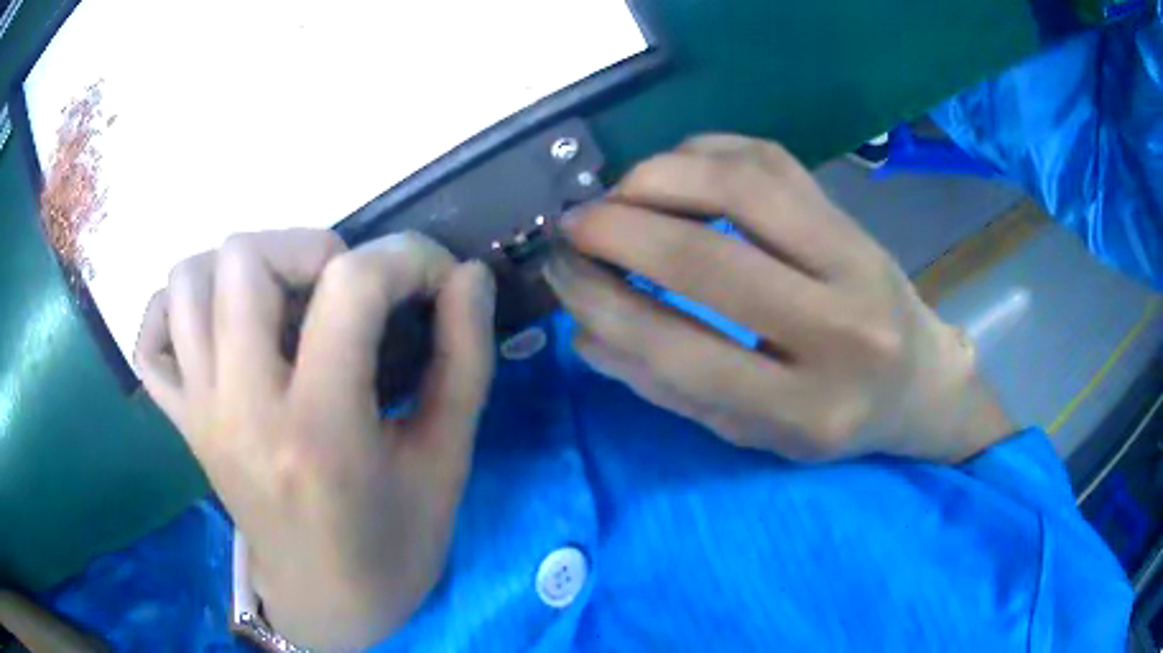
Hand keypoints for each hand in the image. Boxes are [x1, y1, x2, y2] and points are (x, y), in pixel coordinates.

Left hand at [135, 230, 495, 649]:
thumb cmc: (394, 545)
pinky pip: (151, 338)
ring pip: (186, 281)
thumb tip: (469, 277)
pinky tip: (220, 329)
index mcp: (319, 431)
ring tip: (285, 304)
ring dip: (241, 270)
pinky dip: (177, 312)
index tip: (436, 278)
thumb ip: (464, 361)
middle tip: (347, 290)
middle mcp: (241, 410)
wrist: (328, 603)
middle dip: (312, 247)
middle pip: (244, 259)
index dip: (408, 258)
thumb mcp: (446, 463)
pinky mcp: (181, 422)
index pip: (350, 287)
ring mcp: (199, 413)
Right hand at [545, 135, 1011, 462]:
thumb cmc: (831, 418)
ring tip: (617, 193)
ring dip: (658, 177)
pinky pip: (768, 159)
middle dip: (618, 230)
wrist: (917, 381)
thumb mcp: (753, 431)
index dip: (604, 304)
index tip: (559, 274)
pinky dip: (703, 153)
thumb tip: (587, 329)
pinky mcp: (852, 215)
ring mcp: (855, 259)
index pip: (682, 352)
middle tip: (571, 224)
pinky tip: (672, 172)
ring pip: (744, 187)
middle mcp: (841, 331)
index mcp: (805, 411)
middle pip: (711, 260)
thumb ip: (670, 387)